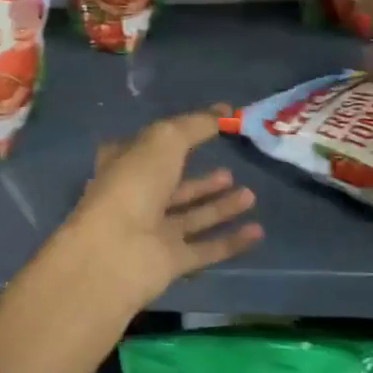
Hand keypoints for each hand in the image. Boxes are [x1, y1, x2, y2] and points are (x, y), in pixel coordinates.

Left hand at [60, 108, 262, 308]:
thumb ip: (196, 124)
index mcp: (126, 163)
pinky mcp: (170, 262)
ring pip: (193, 216)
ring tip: (250, 195)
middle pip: (176, 185)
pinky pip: (206, 249)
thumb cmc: (134, 184)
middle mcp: (137, 196)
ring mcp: (153, 231)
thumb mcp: (165, 139)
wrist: (115, 252)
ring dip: (221, 206)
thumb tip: (224, 110)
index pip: (152, 146)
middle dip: (204, 180)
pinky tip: (258, 231)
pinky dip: (231, 241)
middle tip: (232, 170)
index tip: (211, 131)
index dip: (180, 136)